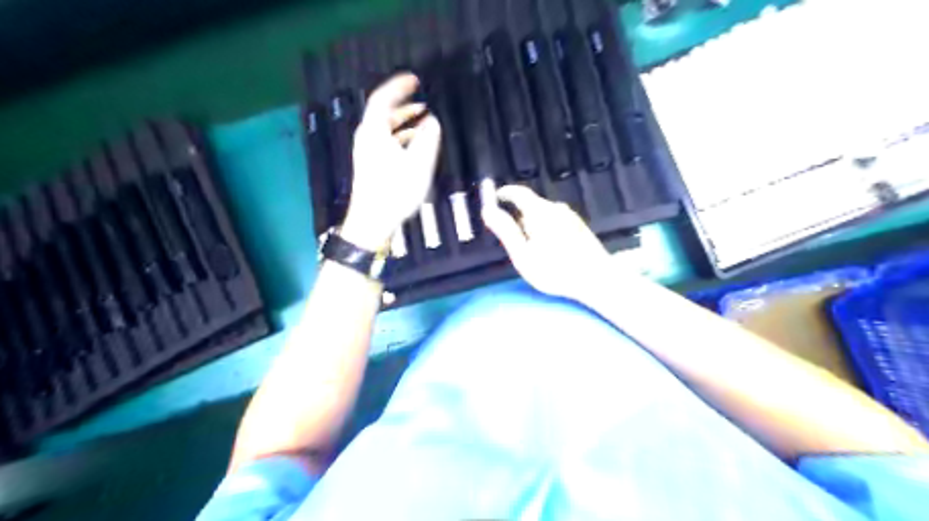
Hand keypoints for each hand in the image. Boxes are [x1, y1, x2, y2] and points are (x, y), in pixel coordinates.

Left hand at [341, 74, 441, 250]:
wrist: (372, 222)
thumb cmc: (394, 192)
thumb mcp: (418, 165)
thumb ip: (427, 140)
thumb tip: (432, 122)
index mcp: (374, 133)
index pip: (382, 99)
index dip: (398, 87)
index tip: (414, 80)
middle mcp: (367, 138)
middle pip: (383, 113)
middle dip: (404, 104)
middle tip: (422, 98)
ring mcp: (367, 152)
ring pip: (386, 129)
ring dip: (404, 122)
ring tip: (424, 120)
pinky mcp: (371, 165)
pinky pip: (386, 141)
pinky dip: (401, 137)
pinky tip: (415, 144)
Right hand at [483, 185, 619, 300]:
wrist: (597, 279)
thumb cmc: (555, 270)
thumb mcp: (523, 255)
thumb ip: (505, 231)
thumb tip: (488, 211)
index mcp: (540, 212)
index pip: (519, 192)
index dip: (505, 193)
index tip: (495, 197)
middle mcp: (556, 209)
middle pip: (532, 204)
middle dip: (518, 214)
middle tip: (511, 236)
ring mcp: (570, 217)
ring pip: (544, 214)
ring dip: (533, 223)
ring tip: (530, 247)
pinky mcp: (580, 226)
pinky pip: (555, 220)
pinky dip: (546, 227)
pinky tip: (548, 248)